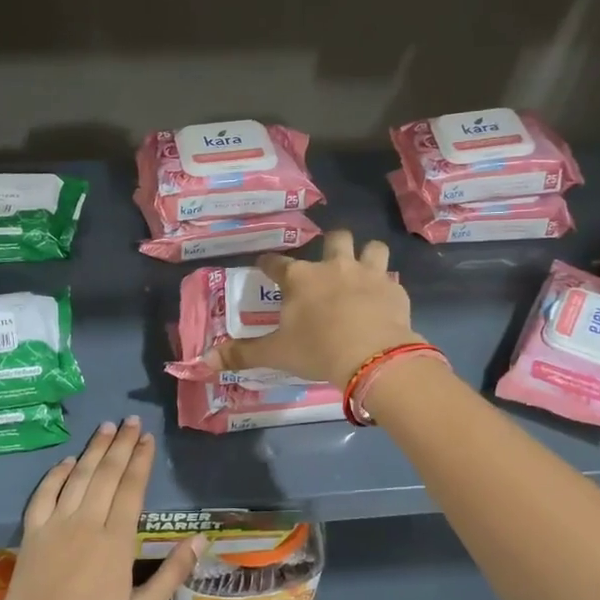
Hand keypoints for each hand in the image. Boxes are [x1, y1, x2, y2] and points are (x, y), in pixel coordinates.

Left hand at [0, 418, 203, 599]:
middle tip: (131, 421)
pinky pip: (44, 495)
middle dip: (121, 445)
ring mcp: (56, 526)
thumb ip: (172, 574)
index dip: (140, 461)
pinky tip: (67, 461)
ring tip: (106, 428)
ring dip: (93, 450)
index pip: (131, 489)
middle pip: (106, 474)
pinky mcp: (32, 534)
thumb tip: (199, 539)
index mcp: (116, 541)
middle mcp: (86, 524)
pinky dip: (56, 474)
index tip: (147, 439)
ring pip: (78, 477)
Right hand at [204, 230, 423, 386]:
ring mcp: (369, 275)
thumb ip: (241, 354)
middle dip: (331, 245)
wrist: (372, 357)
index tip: (265, 266)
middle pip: (335, 239)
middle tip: (327, 263)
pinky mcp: (395, 290)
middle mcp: (335, 267)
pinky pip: (392, 279)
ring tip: (363, 270)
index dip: (269, 264)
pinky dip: (387, 287)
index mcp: (301, 279)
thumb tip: (204, 360)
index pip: (277, 263)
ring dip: (367, 255)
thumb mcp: (275, 354)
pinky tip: (384, 300)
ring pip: (372, 248)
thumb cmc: (317, 350)